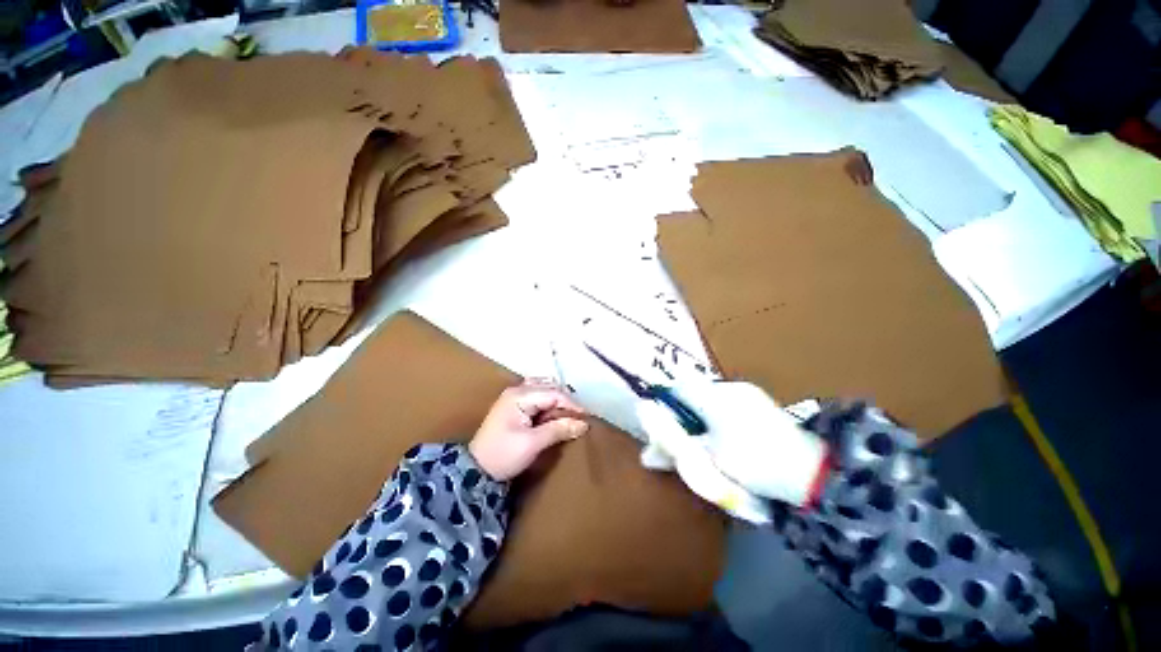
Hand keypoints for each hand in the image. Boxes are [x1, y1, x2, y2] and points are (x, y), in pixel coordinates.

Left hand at [469, 379, 588, 480]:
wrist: (475, 470)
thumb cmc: (503, 455)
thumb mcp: (532, 444)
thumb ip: (558, 430)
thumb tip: (583, 424)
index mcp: (519, 395)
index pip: (553, 393)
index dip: (571, 404)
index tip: (586, 418)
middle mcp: (517, 390)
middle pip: (549, 388)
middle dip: (565, 402)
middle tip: (578, 418)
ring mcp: (514, 396)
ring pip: (544, 390)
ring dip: (557, 401)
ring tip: (567, 416)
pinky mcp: (514, 404)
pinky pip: (537, 396)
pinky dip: (548, 403)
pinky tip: (553, 414)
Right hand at [635, 381, 828, 521]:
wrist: (813, 471)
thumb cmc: (755, 463)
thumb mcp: (711, 460)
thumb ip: (677, 452)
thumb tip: (646, 456)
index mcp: (715, 398)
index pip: (678, 386)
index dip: (666, 402)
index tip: (664, 423)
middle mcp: (728, 387)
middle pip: (692, 389)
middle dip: (682, 410)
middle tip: (684, 434)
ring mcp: (745, 392)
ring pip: (708, 394)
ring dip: (700, 411)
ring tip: (705, 437)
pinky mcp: (758, 400)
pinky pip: (725, 400)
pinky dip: (716, 413)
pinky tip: (725, 434)